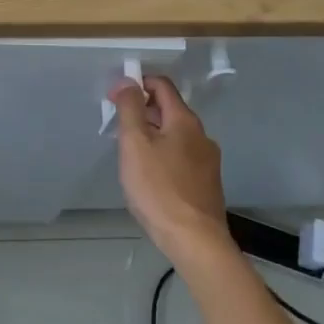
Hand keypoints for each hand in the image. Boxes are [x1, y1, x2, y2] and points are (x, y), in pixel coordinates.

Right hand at [114, 76, 233, 268]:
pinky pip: (182, 156)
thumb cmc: (159, 189)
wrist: (196, 242)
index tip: (115, 98)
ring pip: (176, 135)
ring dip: (153, 135)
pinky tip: (151, 177)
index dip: (137, 84)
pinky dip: (164, 155)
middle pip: (169, 110)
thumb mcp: (135, 144)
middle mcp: (201, 135)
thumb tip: (128, 81)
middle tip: (119, 128)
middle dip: (143, 111)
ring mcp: (208, 161)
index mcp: (184, 120)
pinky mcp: (207, 183)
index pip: (161, 85)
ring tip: (132, 154)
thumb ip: (130, 108)